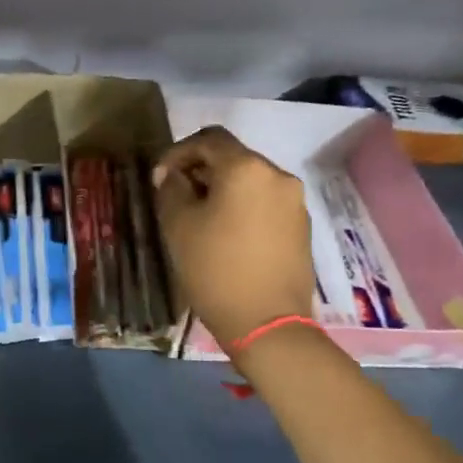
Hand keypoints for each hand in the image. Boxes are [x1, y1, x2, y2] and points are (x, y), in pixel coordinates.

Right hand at [153, 125, 314, 347]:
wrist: (267, 323)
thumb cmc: (215, 269)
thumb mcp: (178, 226)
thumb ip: (171, 189)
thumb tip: (172, 175)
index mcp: (246, 168)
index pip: (209, 139)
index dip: (178, 152)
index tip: (160, 178)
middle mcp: (277, 175)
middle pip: (233, 158)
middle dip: (201, 171)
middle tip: (176, 197)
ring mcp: (294, 202)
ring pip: (250, 181)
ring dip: (222, 189)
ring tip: (200, 217)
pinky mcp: (302, 227)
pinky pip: (265, 203)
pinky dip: (243, 207)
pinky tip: (227, 234)